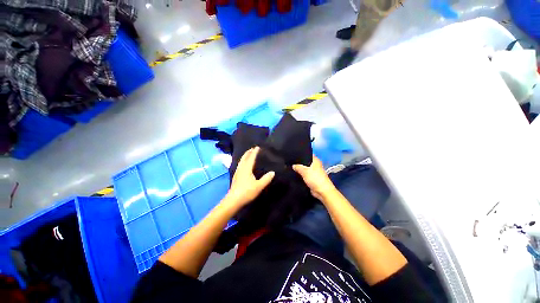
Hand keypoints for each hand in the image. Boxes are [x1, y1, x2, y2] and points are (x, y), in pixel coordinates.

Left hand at [224, 146, 274, 208]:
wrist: (233, 200)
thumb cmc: (247, 192)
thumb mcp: (259, 186)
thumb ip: (266, 179)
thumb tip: (272, 172)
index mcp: (247, 169)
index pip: (251, 158)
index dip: (254, 152)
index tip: (257, 147)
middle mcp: (241, 168)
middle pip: (244, 158)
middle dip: (248, 152)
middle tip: (252, 148)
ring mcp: (237, 172)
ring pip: (241, 161)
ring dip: (245, 156)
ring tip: (248, 154)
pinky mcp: (235, 177)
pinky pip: (240, 165)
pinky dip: (243, 161)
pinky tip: (243, 165)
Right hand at [293, 155, 336, 200]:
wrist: (322, 191)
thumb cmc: (315, 178)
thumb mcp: (304, 171)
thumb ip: (297, 166)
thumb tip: (292, 165)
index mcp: (315, 160)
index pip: (307, 153)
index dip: (300, 153)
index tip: (292, 153)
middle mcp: (315, 164)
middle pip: (305, 161)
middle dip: (298, 162)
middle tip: (290, 161)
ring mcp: (313, 171)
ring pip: (304, 168)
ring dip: (299, 169)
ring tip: (290, 167)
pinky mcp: (311, 177)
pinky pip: (304, 174)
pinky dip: (300, 174)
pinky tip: (294, 174)